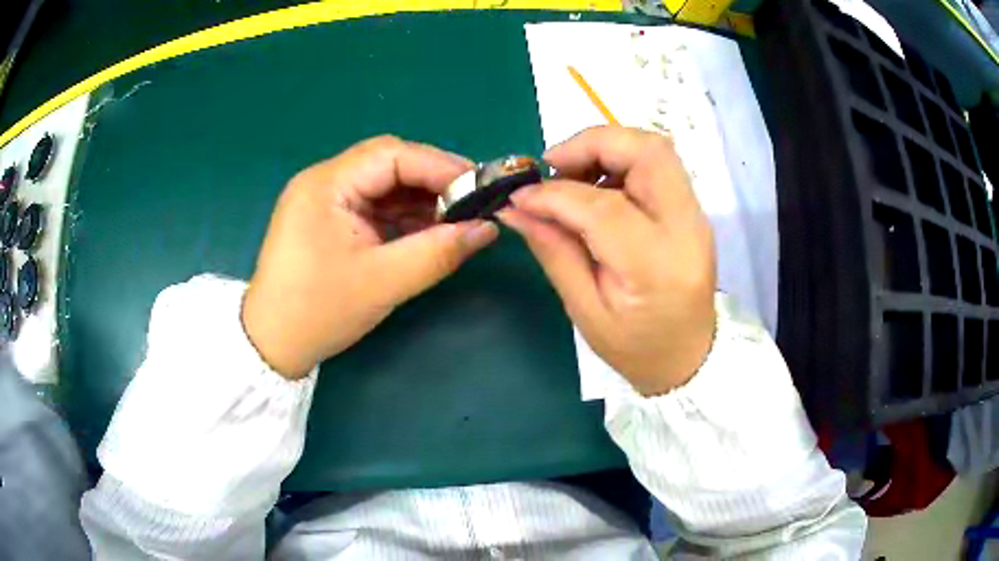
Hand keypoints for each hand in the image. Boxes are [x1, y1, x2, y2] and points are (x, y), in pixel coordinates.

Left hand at [243, 136, 498, 377]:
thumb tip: (487, 229)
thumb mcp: (382, 282)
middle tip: (474, 201)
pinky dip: (404, 216)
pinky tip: (429, 229)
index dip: (439, 166)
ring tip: (458, 218)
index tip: (479, 187)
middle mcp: (324, 181)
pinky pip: (374, 206)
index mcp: (326, 184)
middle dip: (433, 180)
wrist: (273, 345)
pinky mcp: (330, 220)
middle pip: (388, 163)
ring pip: (384, 184)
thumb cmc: (318, 311)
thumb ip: (437, 252)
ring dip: (421, 199)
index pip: (391, 154)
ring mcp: (325, 200)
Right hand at [499, 127, 715, 395]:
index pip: (602, 206)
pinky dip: (621, 162)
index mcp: (655, 266)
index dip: (554, 194)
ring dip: (607, 149)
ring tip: (572, 177)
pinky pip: (657, 166)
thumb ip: (554, 251)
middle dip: (593, 143)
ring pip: (655, 149)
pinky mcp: (693, 211)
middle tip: (554, 166)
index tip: (521, 196)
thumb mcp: (585, 311)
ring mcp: (696, 216)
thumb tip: (516, 207)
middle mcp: (685, 229)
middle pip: (647, 150)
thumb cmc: (636, 348)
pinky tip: (597, 188)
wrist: (690, 357)